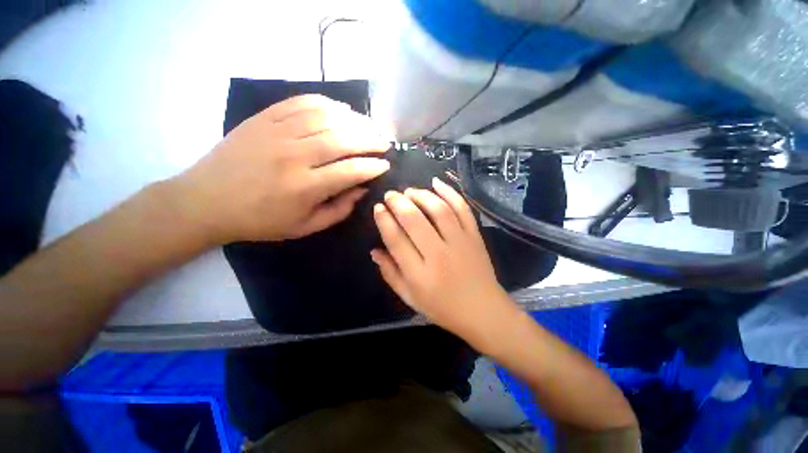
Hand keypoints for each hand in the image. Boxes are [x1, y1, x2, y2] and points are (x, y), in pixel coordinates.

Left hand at [172, 95, 390, 243]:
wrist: (206, 201)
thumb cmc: (260, 221)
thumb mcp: (305, 227)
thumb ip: (339, 210)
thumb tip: (362, 189)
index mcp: (304, 187)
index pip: (351, 171)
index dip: (373, 166)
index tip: (386, 165)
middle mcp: (294, 156)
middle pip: (343, 139)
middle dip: (370, 140)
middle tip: (384, 142)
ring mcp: (277, 132)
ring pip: (326, 117)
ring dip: (355, 120)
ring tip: (369, 126)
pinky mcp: (264, 118)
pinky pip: (302, 102)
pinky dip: (327, 103)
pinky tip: (341, 110)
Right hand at [371, 178, 518, 345]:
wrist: (483, 311)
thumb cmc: (443, 308)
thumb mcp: (410, 298)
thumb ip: (390, 273)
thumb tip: (374, 250)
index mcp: (419, 274)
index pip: (396, 240)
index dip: (384, 220)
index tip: (378, 208)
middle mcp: (439, 254)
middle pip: (415, 220)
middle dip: (398, 202)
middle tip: (390, 195)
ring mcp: (460, 243)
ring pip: (438, 210)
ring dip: (421, 195)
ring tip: (409, 191)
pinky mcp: (474, 236)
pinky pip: (462, 209)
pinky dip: (450, 193)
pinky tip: (437, 183)